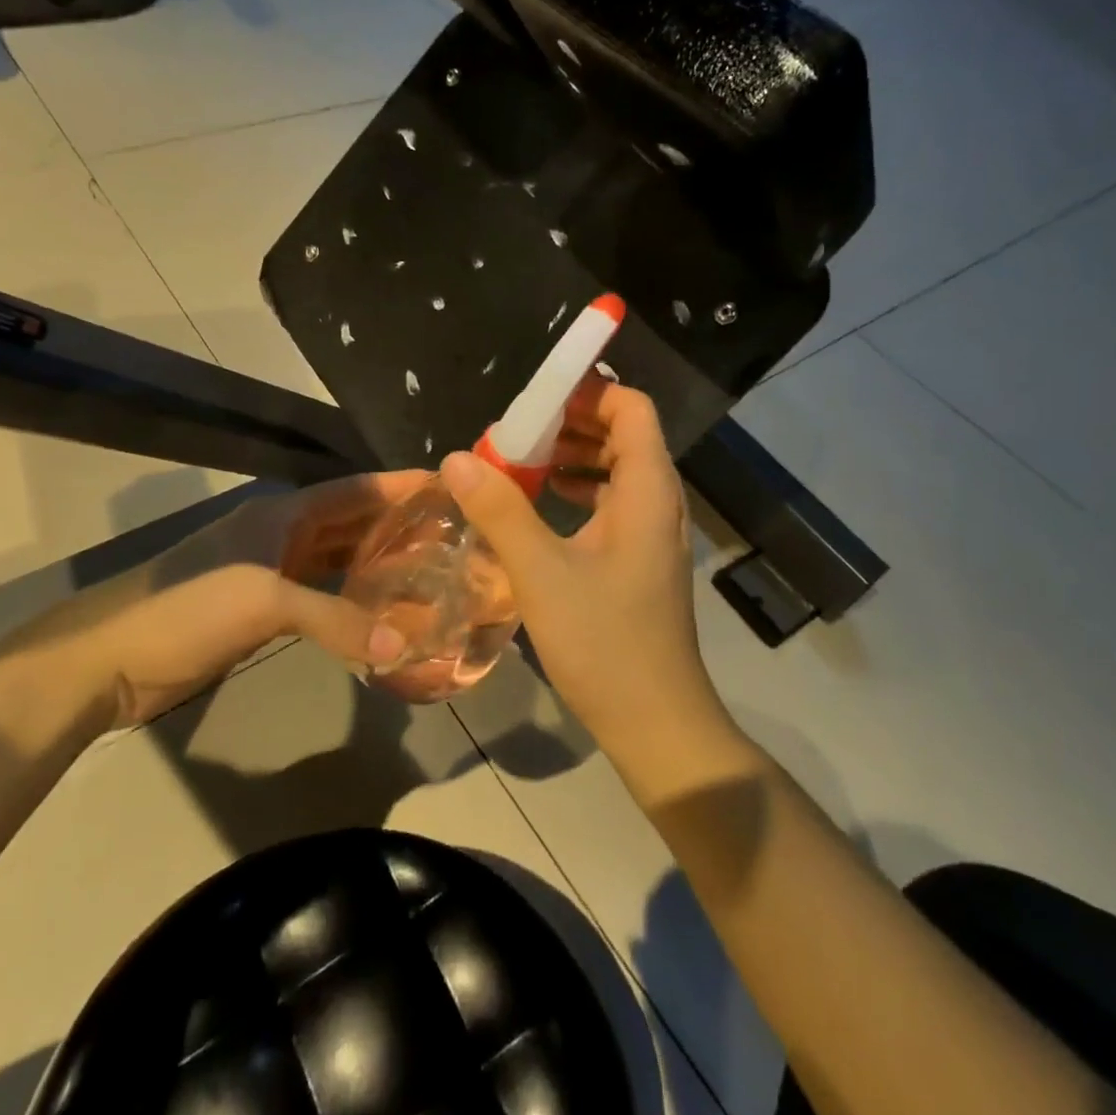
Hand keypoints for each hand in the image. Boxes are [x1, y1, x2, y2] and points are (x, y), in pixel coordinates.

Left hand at [0, 473, 423, 729]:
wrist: (109, 659)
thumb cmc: (187, 608)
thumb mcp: (265, 603)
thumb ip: (336, 619)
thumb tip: (402, 646)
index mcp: (283, 514)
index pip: (355, 490)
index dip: (400, 486)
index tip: (447, 485)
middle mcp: (282, 535)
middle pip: (351, 522)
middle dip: (397, 525)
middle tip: (451, 535)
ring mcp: (271, 573)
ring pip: (338, 560)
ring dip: (377, 564)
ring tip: (428, 573)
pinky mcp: (263, 611)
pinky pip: (322, 596)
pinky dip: (351, 601)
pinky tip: (380, 614)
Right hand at [439, 381, 730, 758]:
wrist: (655, 721)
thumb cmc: (604, 642)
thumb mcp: (542, 572)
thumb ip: (500, 510)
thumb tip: (457, 458)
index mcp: (648, 490)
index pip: (631, 409)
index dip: (588, 393)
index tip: (535, 400)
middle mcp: (659, 502)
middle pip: (623, 435)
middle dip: (571, 424)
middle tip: (516, 433)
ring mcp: (652, 533)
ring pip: (617, 471)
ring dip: (572, 458)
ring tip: (520, 463)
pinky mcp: (640, 561)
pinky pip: (612, 504)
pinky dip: (578, 492)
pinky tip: (540, 507)